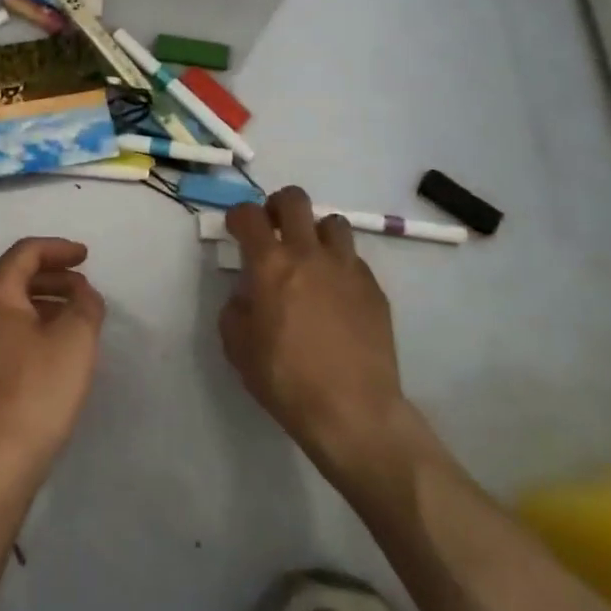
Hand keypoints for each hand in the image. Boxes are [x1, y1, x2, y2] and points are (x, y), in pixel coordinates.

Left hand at [0, 237, 105, 480]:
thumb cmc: (36, 391)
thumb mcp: (75, 340)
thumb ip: (86, 305)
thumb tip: (83, 293)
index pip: (26, 252)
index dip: (59, 249)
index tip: (86, 257)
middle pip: (14, 277)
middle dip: (53, 277)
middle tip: (84, 288)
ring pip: (8, 307)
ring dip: (43, 303)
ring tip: (75, 318)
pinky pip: (3, 333)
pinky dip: (30, 327)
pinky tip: (52, 349)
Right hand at [221, 186, 405, 475]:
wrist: (352, 411)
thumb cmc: (285, 378)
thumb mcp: (237, 346)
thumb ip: (235, 308)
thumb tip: (247, 294)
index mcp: (271, 263)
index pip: (249, 215)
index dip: (238, 215)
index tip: (236, 229)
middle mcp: (309, 254)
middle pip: (295, 200)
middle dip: (278, 206)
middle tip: (273, 228)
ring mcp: (348, 268)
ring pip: (333, 222)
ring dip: (315, 231)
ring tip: (310, 257)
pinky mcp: (374, 289)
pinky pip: (354, 259)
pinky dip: (339, 265)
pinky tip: (335, 294)